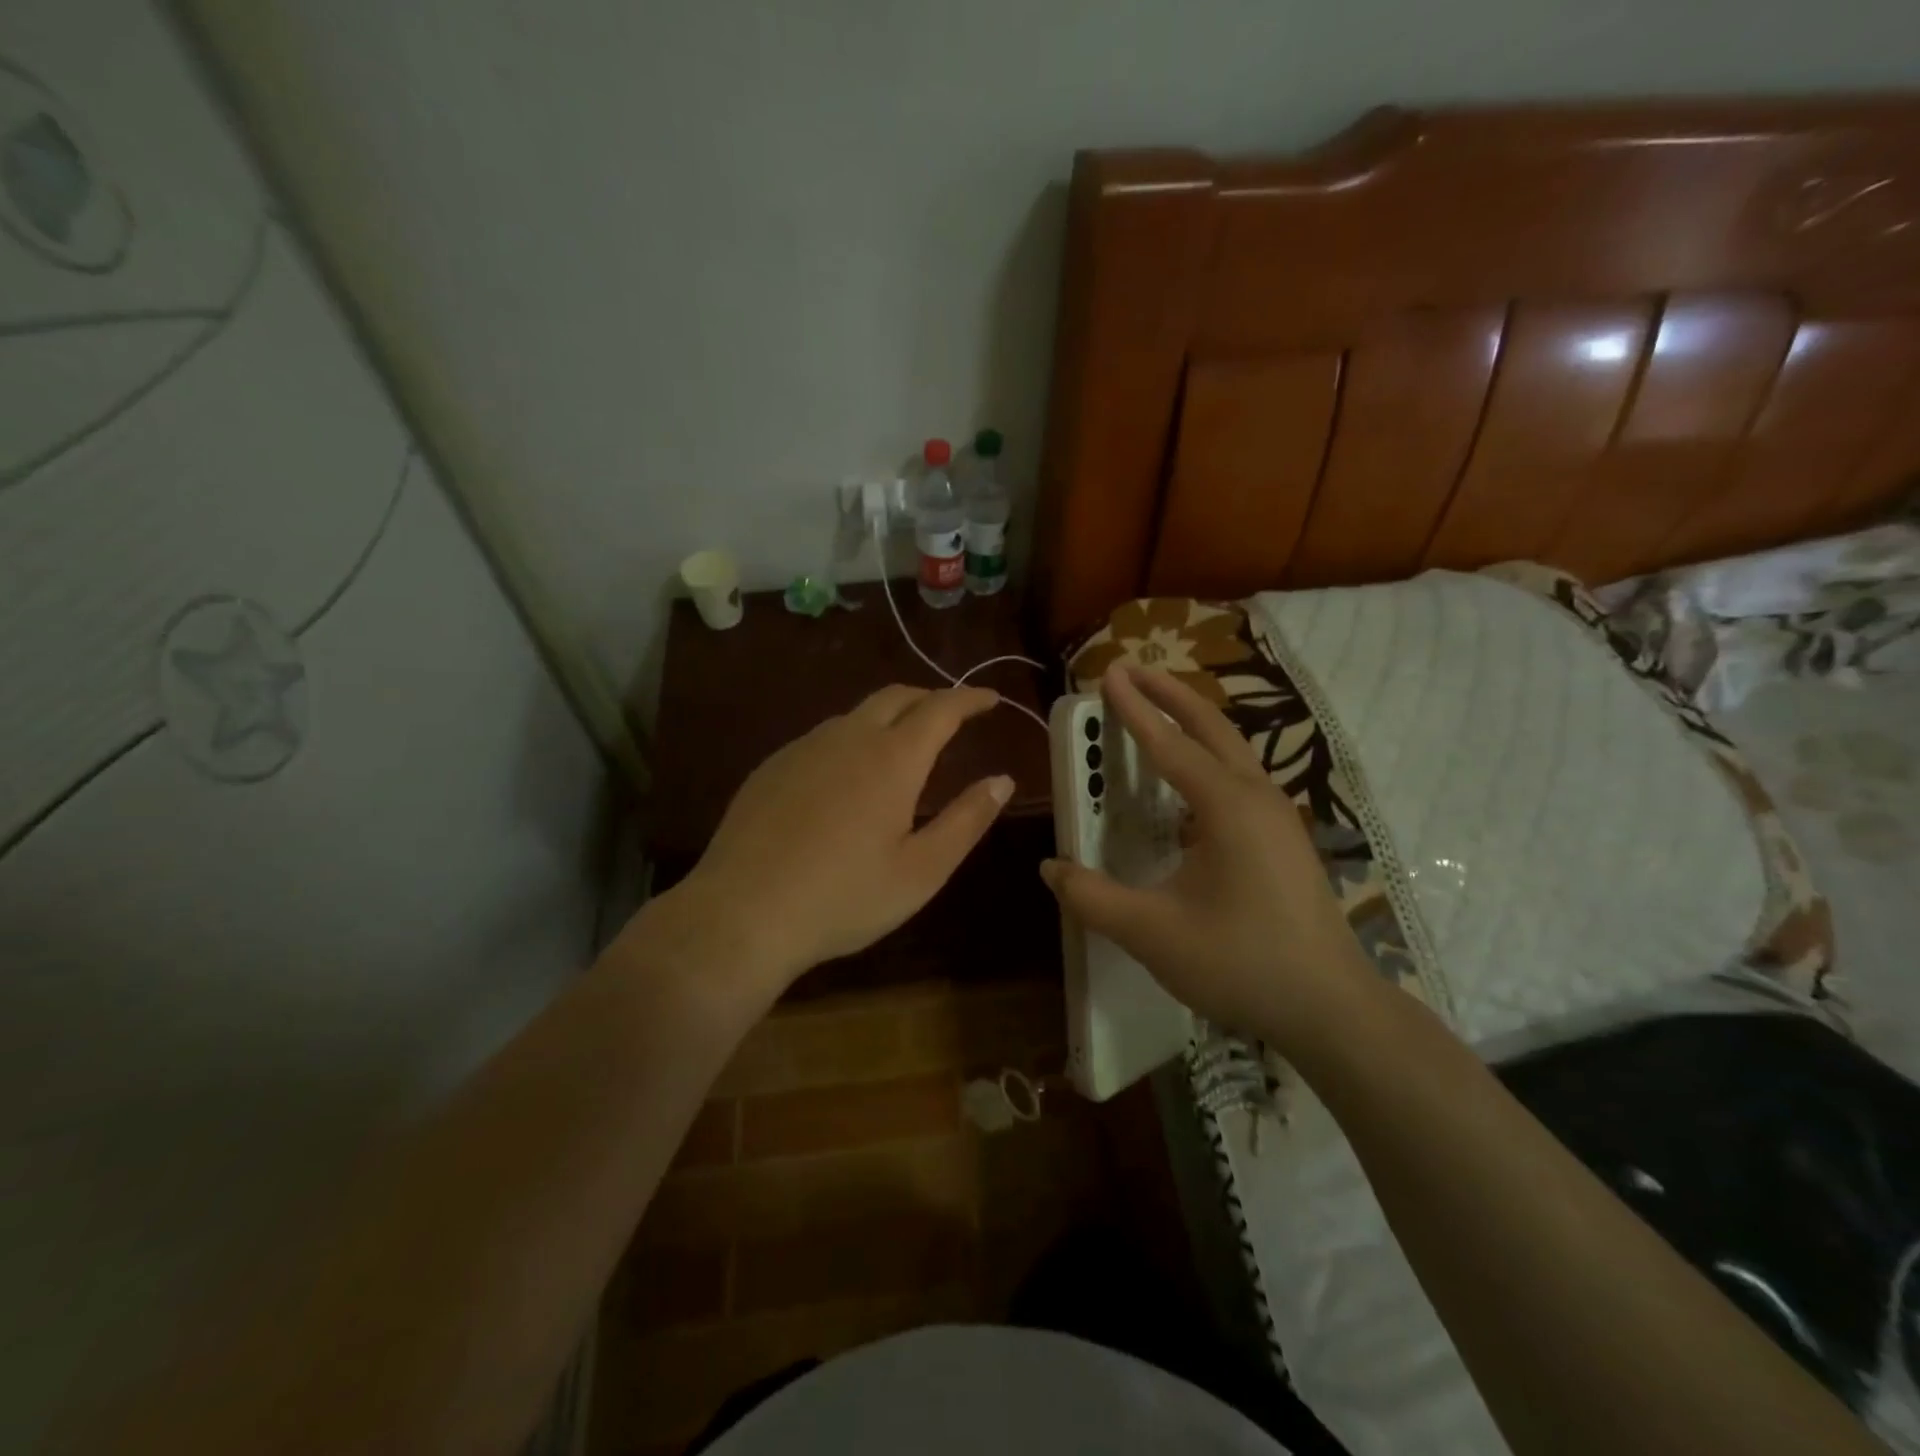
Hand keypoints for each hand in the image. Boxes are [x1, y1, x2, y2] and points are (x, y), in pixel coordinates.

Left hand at [646, 685, 1013, 1009]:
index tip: (991, 699)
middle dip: (930, 698)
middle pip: (896, 696)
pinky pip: (823, 737)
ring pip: (856, 714)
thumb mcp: (922, 870)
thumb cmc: (845, 897)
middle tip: (952, 717)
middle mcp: (848, 738)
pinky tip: (847, 775)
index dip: (970, 698)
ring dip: (889, 717)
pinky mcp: (772, 766)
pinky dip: (851, 738)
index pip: (941, 708)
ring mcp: (804, 748)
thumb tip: (1002, 780)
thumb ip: (967, 820)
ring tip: (903, 744)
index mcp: (892, 759)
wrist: (742, 913)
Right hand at [1040, 664, 1374, 1053]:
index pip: (1169, 744)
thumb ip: (1093, 897)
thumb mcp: (1153, 933)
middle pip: (1211, 726)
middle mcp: (1256, 797)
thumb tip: (1050, 867)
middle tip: (1132, 670)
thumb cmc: (1241, 963)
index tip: (1108, 673)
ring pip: (1231, 749)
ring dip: (1192, 723)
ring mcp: (1277, 817)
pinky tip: (1188, 783)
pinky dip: (1207, 756)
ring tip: (1157, 712)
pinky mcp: (1284, 838)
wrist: (1331, 1008)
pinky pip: (1238, 777)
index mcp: (1226, 806)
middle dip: (1169, 694)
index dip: (1134, 708)